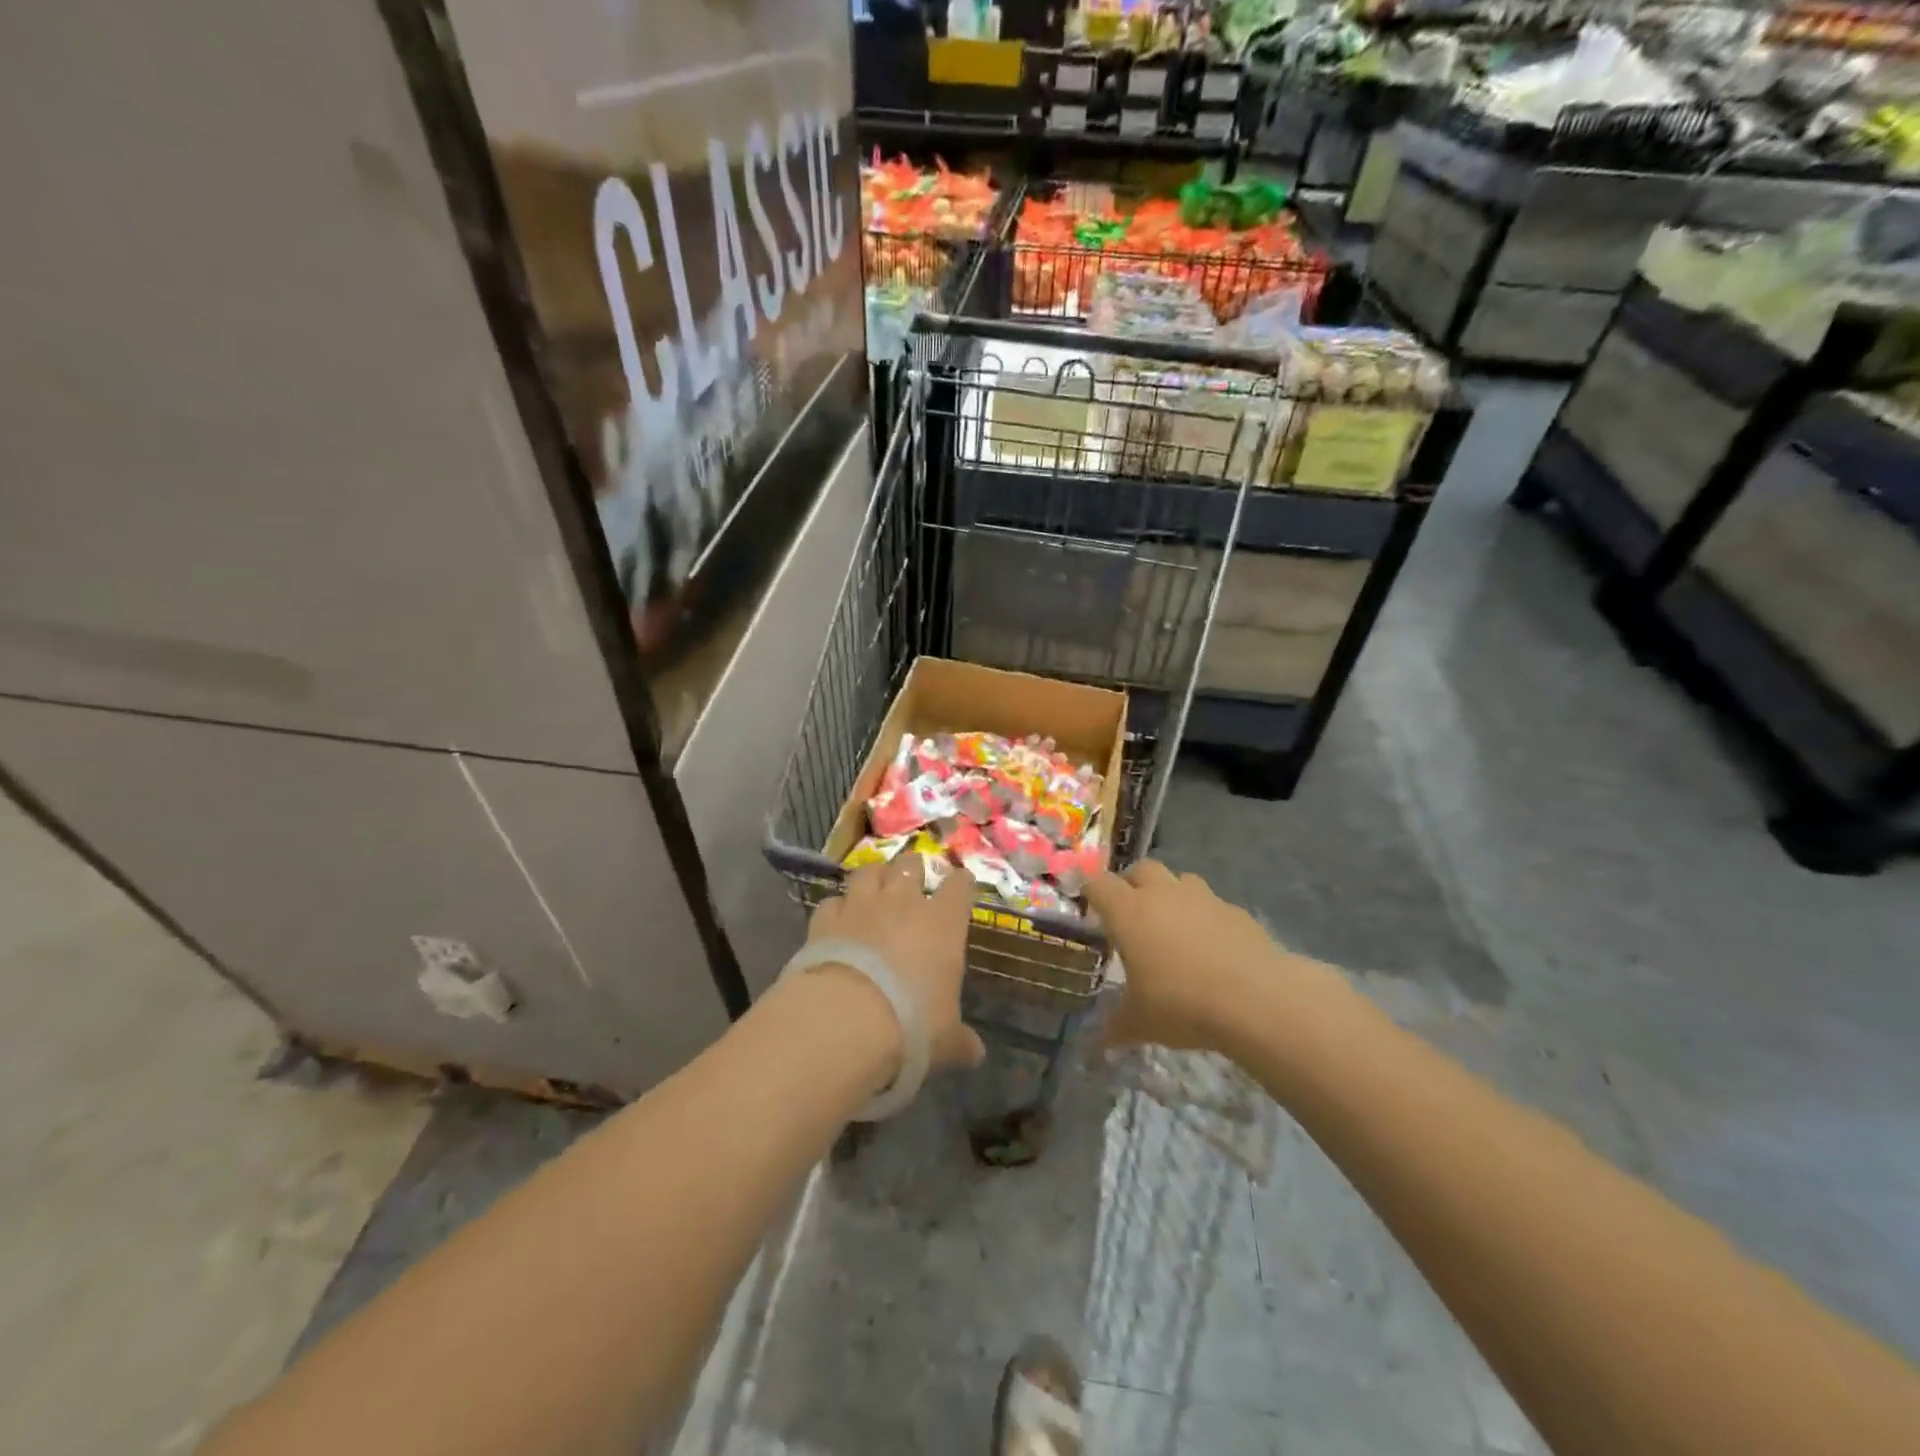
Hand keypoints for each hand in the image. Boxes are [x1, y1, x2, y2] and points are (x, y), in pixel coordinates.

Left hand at [805, 857, 986, 1072]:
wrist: (845, 1021)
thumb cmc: (911, 1025)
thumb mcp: (945, 1040)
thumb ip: (960, 1040)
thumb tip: (976, 1054)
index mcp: (943, 922)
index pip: (959, 886)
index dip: (961, 884)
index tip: (962, 886)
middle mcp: (903, 902)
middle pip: (910, 865)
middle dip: (912, 870)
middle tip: (913, 883)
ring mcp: (861, 906)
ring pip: (868, 871)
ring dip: (874, 878)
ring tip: (874, 890)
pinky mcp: (825, 919)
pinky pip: (832, 901)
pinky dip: (837, 908)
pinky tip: (837, 921)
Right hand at [1087, 860, 1336, 1052]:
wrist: (1256, 999)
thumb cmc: (1182, 1005)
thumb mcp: (1141, 1023)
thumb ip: (1116, 1027)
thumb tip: (1099, 1045)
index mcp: (1128, 912)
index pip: (1098, 884)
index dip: (1091, 891)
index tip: (1089, 904)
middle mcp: (1162, 895)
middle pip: (1141, 869)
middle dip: (1133, 884)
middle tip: (1132, 912)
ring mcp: (1202, 898)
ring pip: (1180, 879)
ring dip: (1172, 894)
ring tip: (1174, 926)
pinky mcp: (1235, 910)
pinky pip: (1213, 903)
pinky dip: (1206, 916)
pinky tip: (1212, 947)